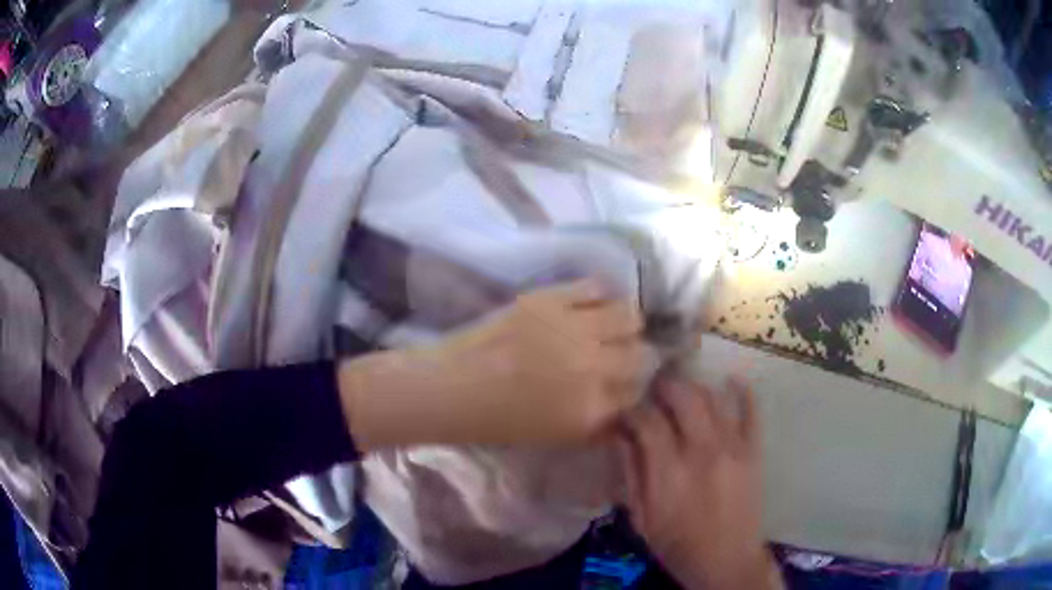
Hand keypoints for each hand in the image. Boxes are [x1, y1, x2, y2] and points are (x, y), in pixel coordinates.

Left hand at [339, 280, 647, 448]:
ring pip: (629, 314)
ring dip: (624, 322)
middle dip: (634, 354)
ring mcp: (573, 329)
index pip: (638, 389)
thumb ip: (598, 422)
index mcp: (592, 408)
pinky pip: (597, 287)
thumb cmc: (500, 419)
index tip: (624, 377)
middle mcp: (592, 368)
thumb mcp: (557, 436)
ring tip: (609, 323)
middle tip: (618, 351)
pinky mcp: (551, 299)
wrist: (453, 388)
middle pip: (642, 353)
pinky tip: (590, 302)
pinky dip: (599, 295)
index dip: (632, 383)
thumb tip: (624, 403)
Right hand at [617, 375, 782, 588]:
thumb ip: (631, 474)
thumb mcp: (641, 518)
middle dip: (663, 386)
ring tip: (680, 389)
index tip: (624, 413)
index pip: (647, 421)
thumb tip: (620, 436)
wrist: (727, 561)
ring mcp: (733, 448)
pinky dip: (743, 391)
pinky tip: (732, 379)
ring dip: (693, 386)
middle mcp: (702, 451)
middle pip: (683, 397)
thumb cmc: (677, 545)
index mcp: (669, 472)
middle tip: (652, 389)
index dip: (631, 410)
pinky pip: (751, 411)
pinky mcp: (753, 451)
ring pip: (712, 398)